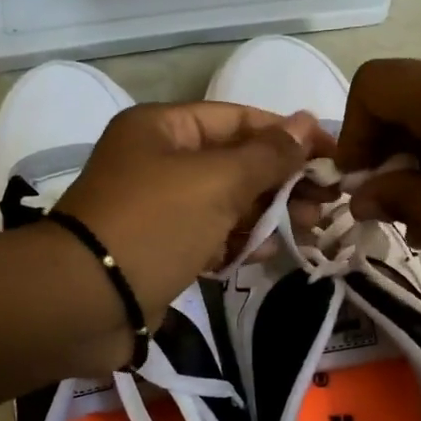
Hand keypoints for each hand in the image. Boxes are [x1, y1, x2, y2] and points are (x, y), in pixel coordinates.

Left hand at [56, 102, 332, 331]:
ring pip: (227, 203)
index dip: (290, 135)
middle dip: (285, 180)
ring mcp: (159, 208)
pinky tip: (274, 251)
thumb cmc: (154, 225)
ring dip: (270, 213)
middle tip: (330, 202)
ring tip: (314, 228)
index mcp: (164, 128)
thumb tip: (309, 122)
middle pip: (236, 162)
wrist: (85, 301)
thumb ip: (268, 154)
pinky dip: (241, 242)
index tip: (334, 157)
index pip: (240, 119)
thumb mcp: (217, 181)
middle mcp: (160, 161)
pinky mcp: (162, 249)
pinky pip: (212, 237)